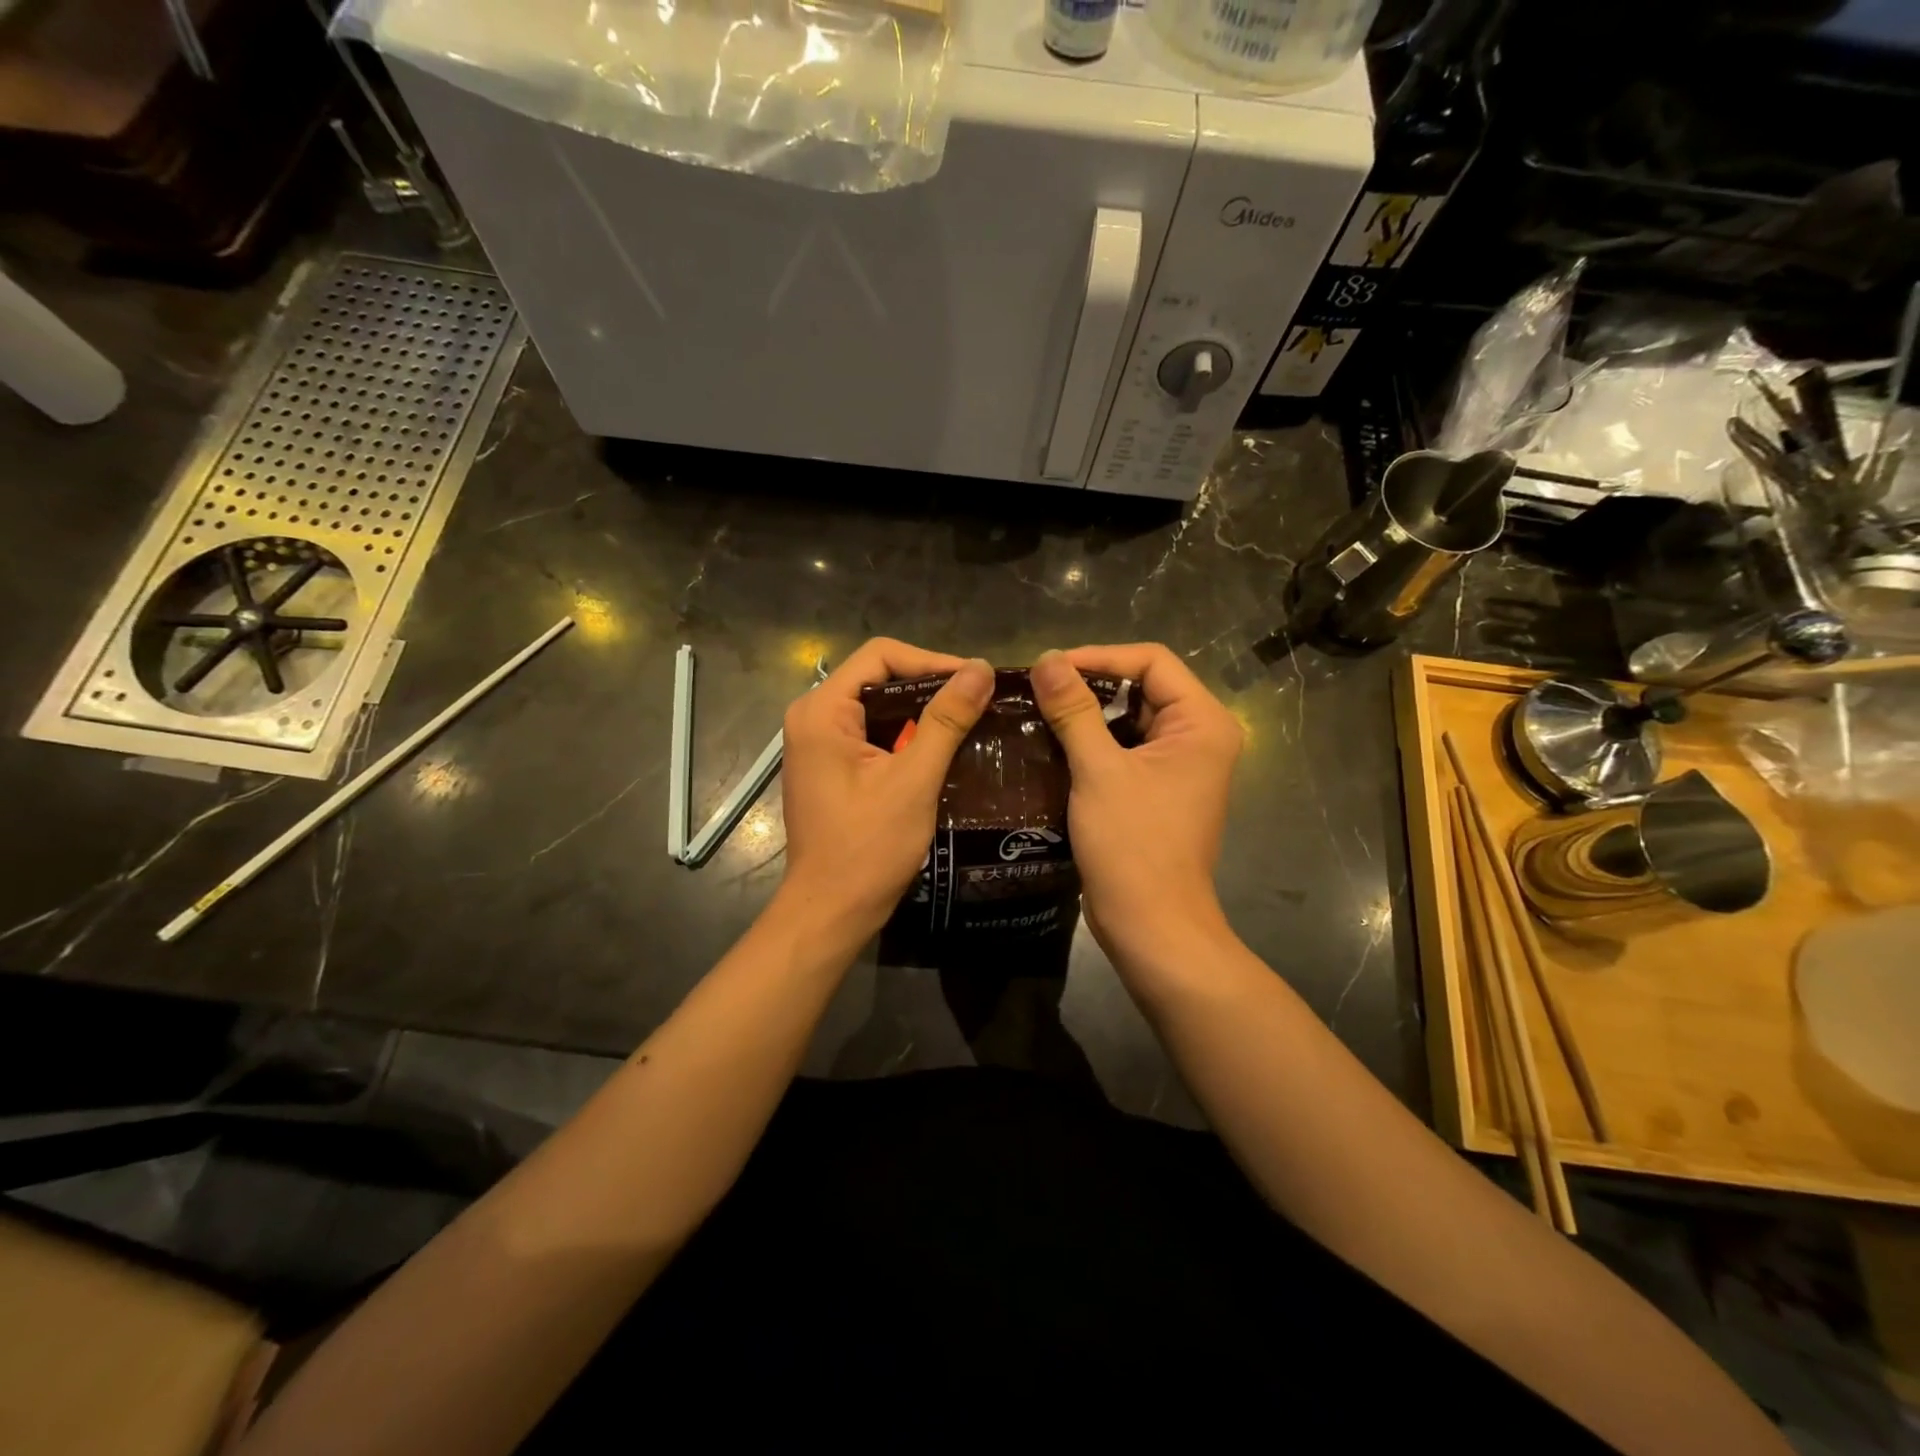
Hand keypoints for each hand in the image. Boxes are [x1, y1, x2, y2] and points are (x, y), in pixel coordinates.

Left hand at [780, 638, 994, 934]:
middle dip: (930, 686)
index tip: (976, 680)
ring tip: (970, 720)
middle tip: (979, 700)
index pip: (880, 656)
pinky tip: (944, 748)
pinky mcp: (830, 767)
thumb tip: (980, 669)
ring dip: (922, 712)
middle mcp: (812, 717)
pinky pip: (873, 734)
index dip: (931, 661)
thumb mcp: (913, 779)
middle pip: (878, 678)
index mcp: (821, 711)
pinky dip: (907, 736)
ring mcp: (818, 743)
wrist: (831, 911)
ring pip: (878, 707)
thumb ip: (946, 720)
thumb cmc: (868, 847)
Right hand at [1029, 644, 1242, 962]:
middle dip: (1089, 684)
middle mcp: (1198, 736)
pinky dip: (1090, 743)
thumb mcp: (1099, 771)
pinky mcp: (1157, 790)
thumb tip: (1046, 659)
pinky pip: (1124, 749)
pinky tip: (1051, 743)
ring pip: (1128, 719)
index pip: (1152, 661)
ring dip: (1085, 714)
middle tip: (1037, 688)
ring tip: (1037, 710)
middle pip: (1141, 686)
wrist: (1151, 925)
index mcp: (1202, 723)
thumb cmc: (1133, 845)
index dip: (1100, 656)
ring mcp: (1179, 766)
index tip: (1049, 667)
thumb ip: (1074, 710)